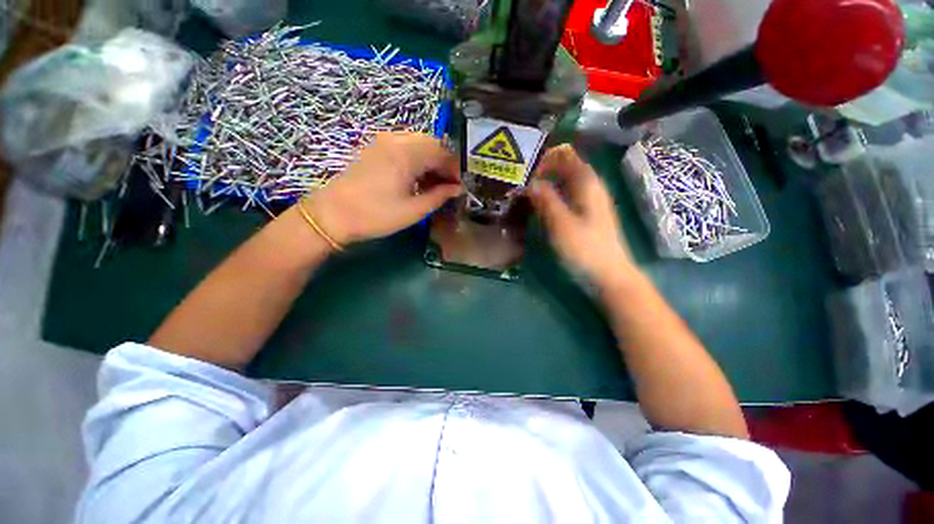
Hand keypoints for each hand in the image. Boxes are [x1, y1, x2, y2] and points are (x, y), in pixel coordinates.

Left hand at [304, 132, 461, 245]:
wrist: (332, 215)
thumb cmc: (376, 215)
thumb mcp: (414, 210)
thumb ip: (439, 196)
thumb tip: (457, 189)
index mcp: (407, 154)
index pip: (442, 152)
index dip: (455, 169)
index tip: (459, 186)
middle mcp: (396, 140)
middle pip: (431, 143)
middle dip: (444, 163)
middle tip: (448, 185)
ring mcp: (383, 142)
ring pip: (418, 144)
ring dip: (430, 161)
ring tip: (434, 184)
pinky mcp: (374, 149)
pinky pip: (404, 147)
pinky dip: (416, 159)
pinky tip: (417, 178)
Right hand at [528, 145, 635, 285]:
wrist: (608, 276)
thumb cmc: (585, 249)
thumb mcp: (561, 223)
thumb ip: (545, 199)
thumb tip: (529, 182)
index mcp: (587, 183)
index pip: (566, 155)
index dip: (545, 157)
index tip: (524, 169)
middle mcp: (590, 187)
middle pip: (564, 168)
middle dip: (542, 170)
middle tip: (519, 181)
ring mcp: (588, 203)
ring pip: (564, 184)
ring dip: (545, 184)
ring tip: (523, 192)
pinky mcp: (584, 216)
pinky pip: (565, 198)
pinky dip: (550, 197)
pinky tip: (537, 207)